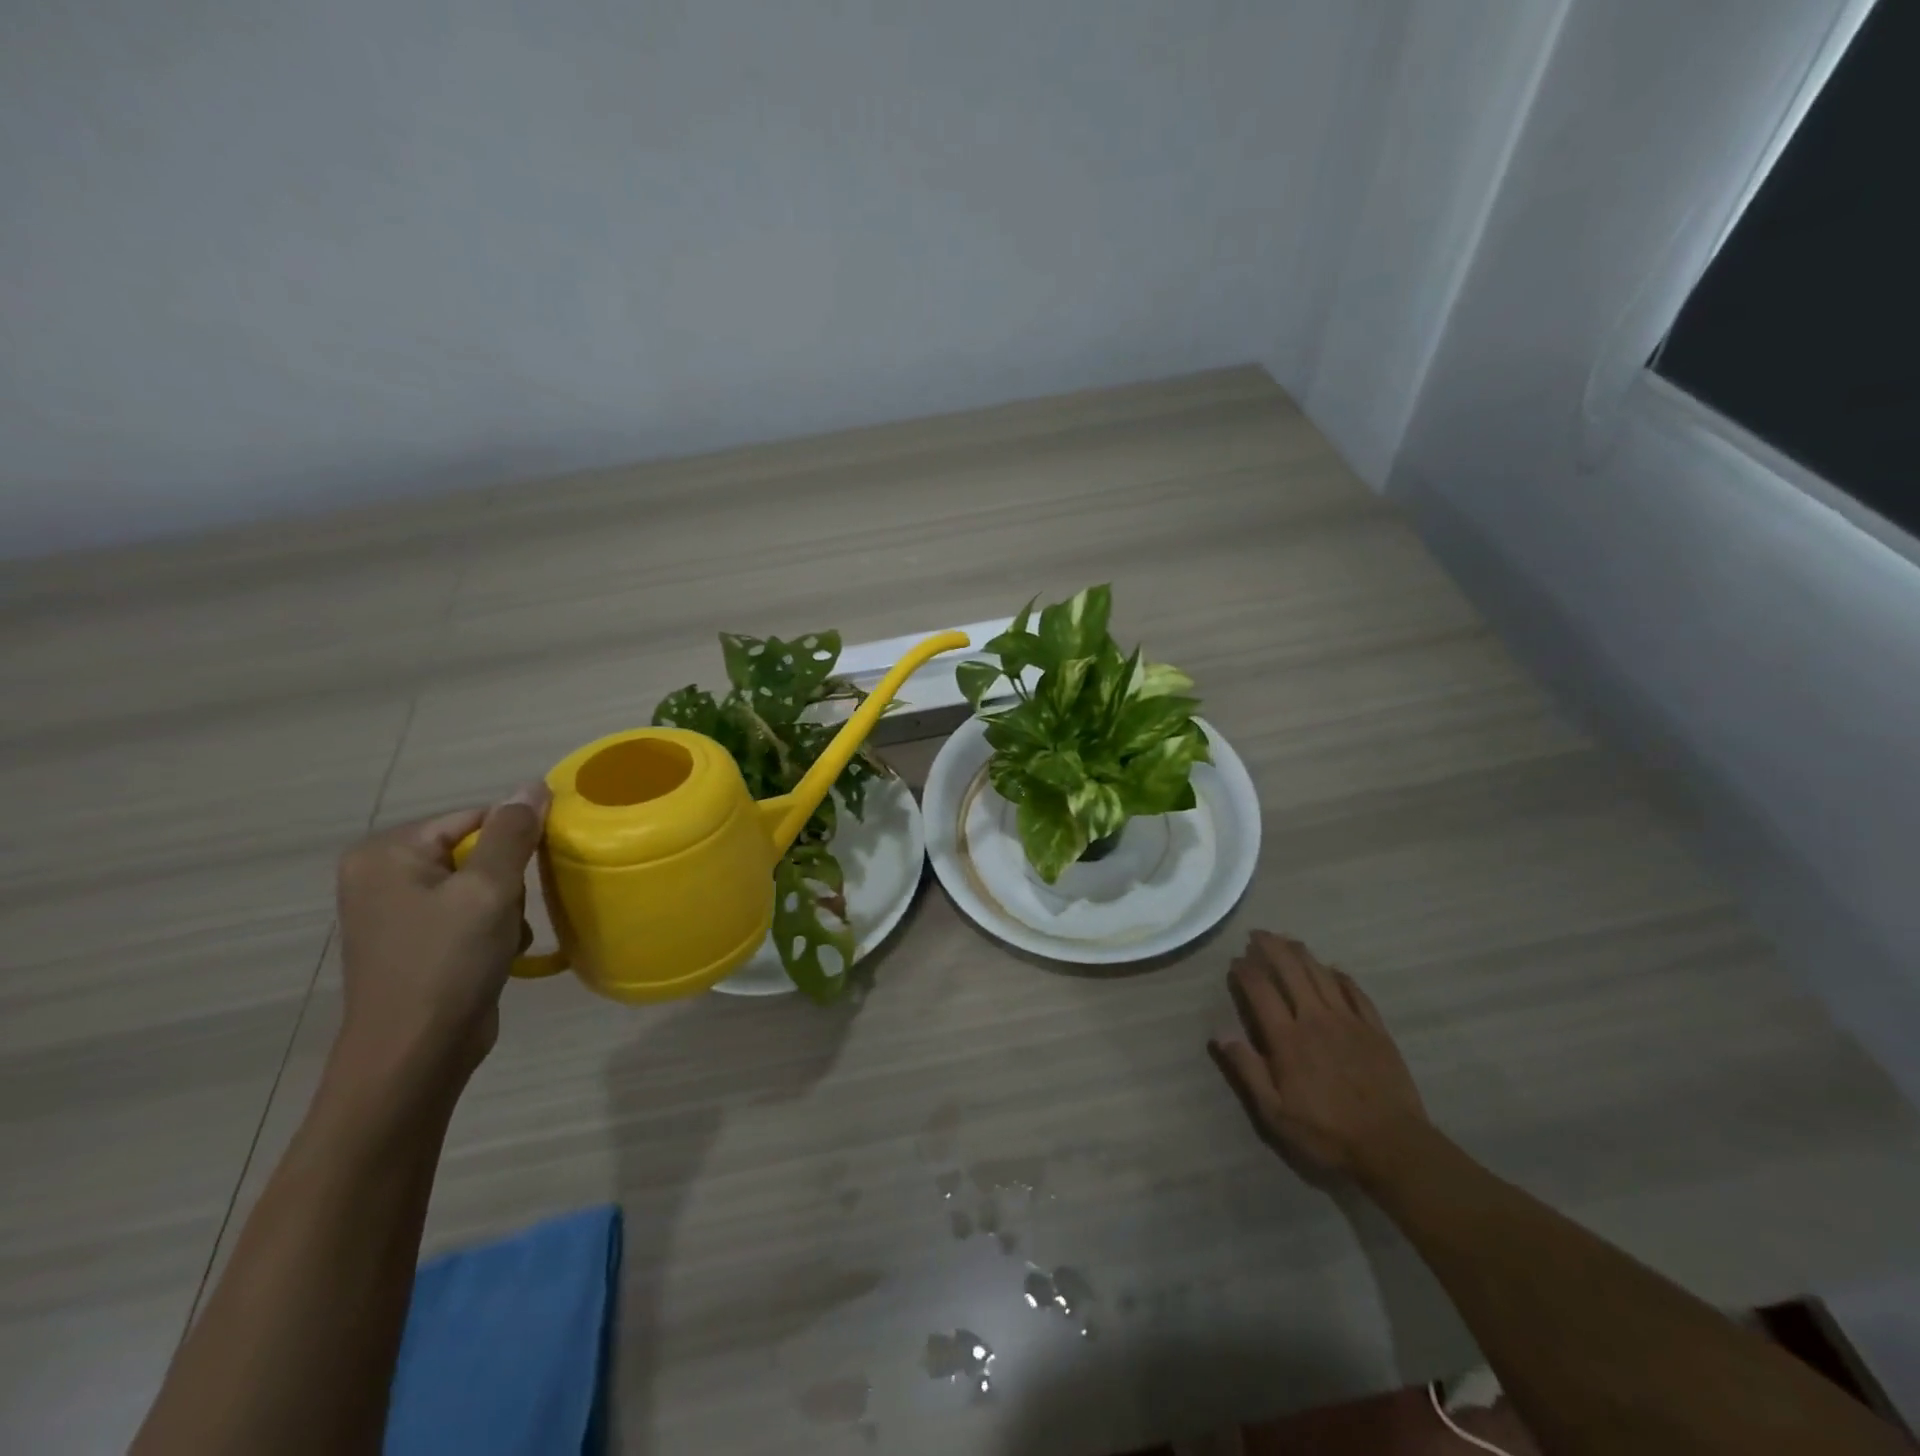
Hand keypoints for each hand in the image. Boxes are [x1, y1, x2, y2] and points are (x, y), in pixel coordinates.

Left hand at [332, 783, 549, 1091]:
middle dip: (508, 879)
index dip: (515, 837)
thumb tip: (533, 784)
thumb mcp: (488, 889)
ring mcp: (397, 911)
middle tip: (511, 910)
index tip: (540, 866)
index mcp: (387, 853)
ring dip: (506, 907)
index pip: (474, 817)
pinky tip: (499, 954)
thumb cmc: (447, 963)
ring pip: (480, 883)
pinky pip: (469, 913)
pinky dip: (493, 928)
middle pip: (476, 849)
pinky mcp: (417, 942)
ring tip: (505, 937)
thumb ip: (513, 832)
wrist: (416, 1056)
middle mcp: (383, 875)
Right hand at [1210, 931, 1429, 1178]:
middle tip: (1257, 934)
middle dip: (1271, 947)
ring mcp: (1349, 1021)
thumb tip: (1219, 1034)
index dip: (1246, 970)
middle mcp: (1316, 1019)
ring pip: (1321, 974)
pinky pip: (1355, 992)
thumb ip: (1247, 1070)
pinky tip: (1333, 969)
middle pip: (1291, 971)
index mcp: (1288, 1038)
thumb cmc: (1327, 1133)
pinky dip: (1341, 976)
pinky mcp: (1375, 1030)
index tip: (1235, 961)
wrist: (1393, 1147)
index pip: (1261, 991)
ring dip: (1302, 953)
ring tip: (1288, 940)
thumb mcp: (1275, 1113)